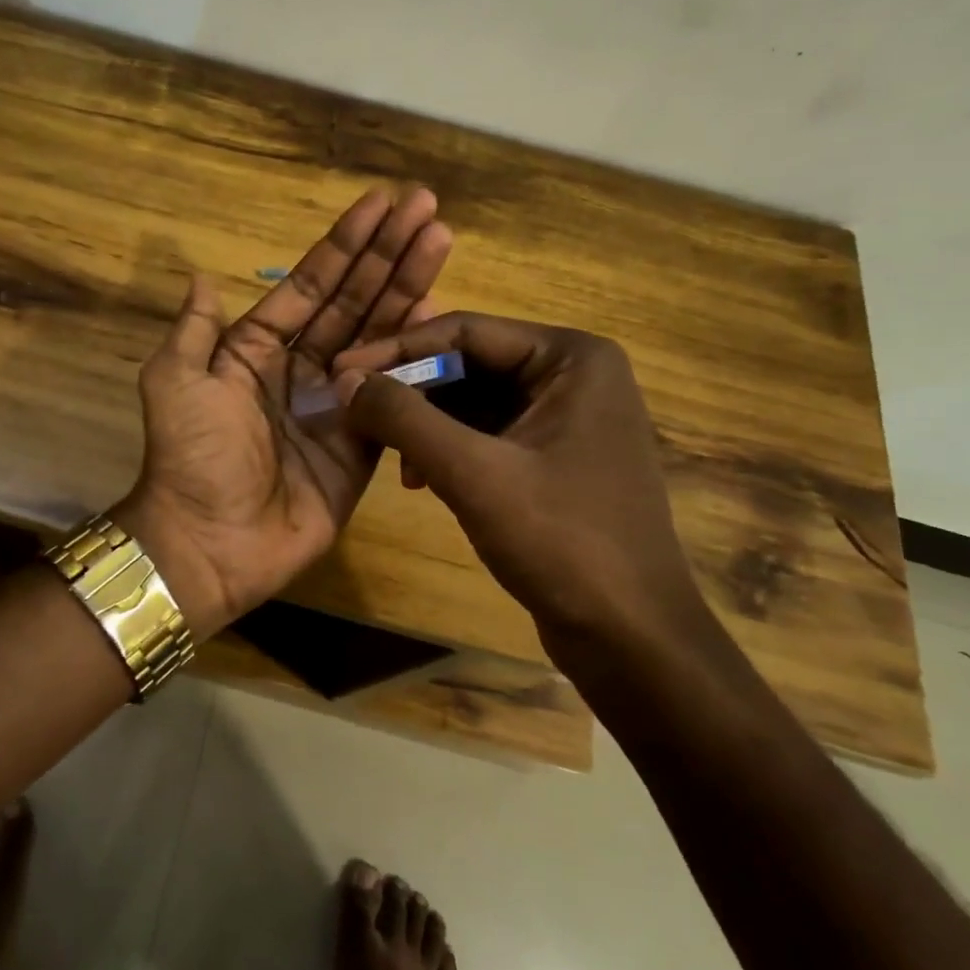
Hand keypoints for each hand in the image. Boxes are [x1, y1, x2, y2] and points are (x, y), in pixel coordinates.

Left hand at [117, 188, 451, 638]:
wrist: (210, 541)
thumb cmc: (190, 456)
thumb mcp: (174, 382)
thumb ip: (194, 330)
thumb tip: (200, 276)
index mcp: (257, 348)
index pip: (309, 285)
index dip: (344, 245)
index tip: (381, 203)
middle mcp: (301, 367)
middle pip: (353, 301)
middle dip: (388, 254)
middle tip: (428, 208)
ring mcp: (336, 404)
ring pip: (379, 336)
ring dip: (409, 289)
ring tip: (441, 241)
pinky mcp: (363, 444)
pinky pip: (395, 393)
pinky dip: (417, 356)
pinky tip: (442, 315)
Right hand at [333, 314, 720, 656]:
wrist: (630, 638)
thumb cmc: (562, 542)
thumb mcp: (473, 473)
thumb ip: (404, 418)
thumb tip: (344, 379)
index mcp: (571, 358)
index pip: (465, 331)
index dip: (395, 350)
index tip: (339, 371)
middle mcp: (573, 375)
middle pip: (468, 363)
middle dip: (410, 391)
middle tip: (353, 411)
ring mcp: (567, 418)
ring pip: (473, 400)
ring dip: (424, 424)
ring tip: (387, 456)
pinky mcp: (555, 457)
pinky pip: (487, 434)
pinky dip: (448, 449)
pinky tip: (419, 480)